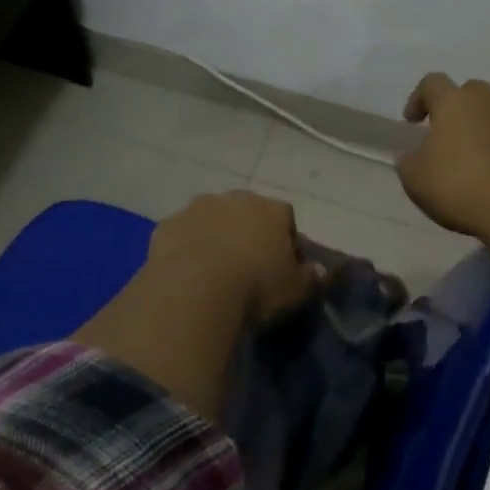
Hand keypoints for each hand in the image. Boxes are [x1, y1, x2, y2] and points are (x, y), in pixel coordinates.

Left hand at [76, 191, 319, 422]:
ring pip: (211, 218)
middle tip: (246, 266)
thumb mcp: (294, 290)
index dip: (285, 241)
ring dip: (214, 235)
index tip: (280, 266)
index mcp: (272, 209)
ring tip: (213, 270)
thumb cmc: (256, 286)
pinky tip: (186, 272)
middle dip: (247, 232)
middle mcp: (235, 199)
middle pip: (246, 212)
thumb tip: (321, 271)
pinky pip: (182, 233)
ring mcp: (198, 208)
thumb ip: (311, 277)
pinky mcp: (168, 224)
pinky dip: (186, 246)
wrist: (196, 288)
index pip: (286, 218)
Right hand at [396, 74, 489, 240]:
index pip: (433, 83)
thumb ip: (409, 161)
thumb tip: (414, 155)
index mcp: (455, 103)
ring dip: (483, 129)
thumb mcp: (415, 180)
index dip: (419, 98)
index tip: (412, 122)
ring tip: (475, 161)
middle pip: (471, 92)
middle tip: (447, 136)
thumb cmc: (460, 188)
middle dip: (457, 108)